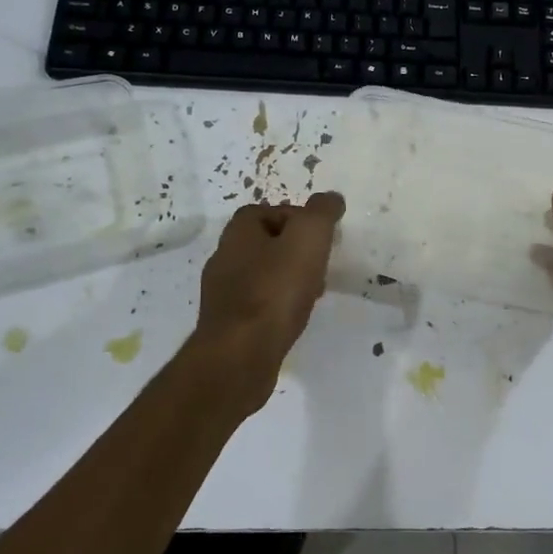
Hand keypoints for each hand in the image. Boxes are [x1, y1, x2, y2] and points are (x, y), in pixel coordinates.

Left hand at [191, 193, 344, 410]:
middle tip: (320, 262)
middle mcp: (224, 257)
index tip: (321, 235)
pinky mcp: (228, 324)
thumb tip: (330, 198)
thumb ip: (321, 213)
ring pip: (262, 274)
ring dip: (288, 278)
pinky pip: (258, 304)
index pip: (267, 210)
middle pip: (264, 242)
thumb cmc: (274, 290)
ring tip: (313, 292)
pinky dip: (278, 304)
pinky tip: (294, 317)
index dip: (296, 217)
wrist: (240, 355)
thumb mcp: (308, 238)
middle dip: (294, 249)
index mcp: (238, 232)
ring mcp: (222, 293)